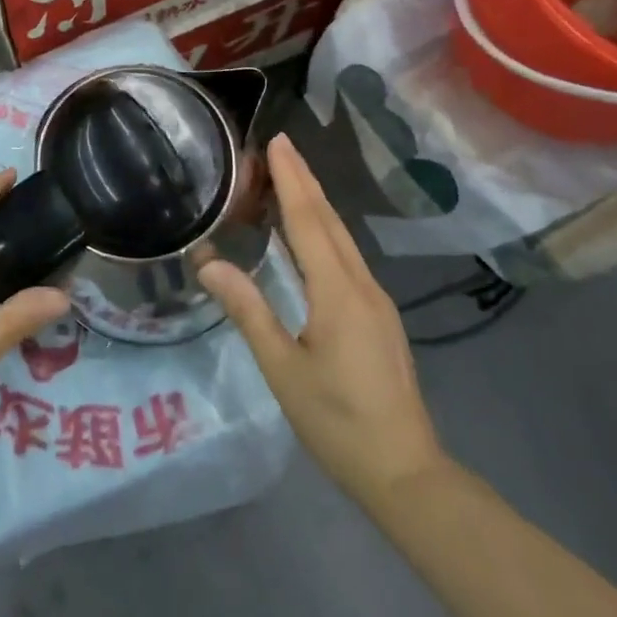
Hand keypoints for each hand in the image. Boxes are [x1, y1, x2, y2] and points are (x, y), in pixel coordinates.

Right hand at [199, 134, 447, 510]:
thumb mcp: (282, 368)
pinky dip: (325, 230)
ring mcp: (376, 301)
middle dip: (305, 180)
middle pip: (330, 221)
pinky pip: (347, 257)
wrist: (407, 474)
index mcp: (338, 293)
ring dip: (315, 203)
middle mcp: (362, 286)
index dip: (291, 180)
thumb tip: (209, 263)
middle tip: (281, 146)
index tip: (279, 141)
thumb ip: (247, 310)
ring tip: (290, 177)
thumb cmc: (338, 422)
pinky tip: (311, 233)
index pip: (309, 221)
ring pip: (342, 238)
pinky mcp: (378, 317)